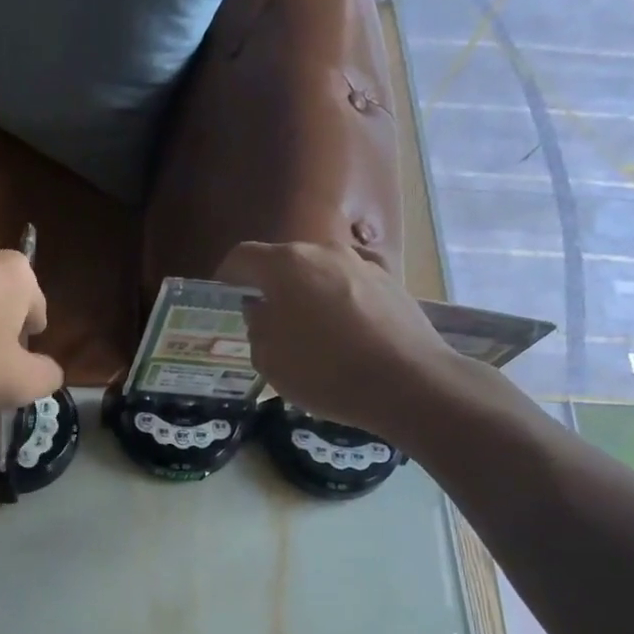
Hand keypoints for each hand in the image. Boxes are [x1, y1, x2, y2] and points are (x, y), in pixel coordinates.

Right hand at [216, 241, 463, 438]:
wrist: (408, 382)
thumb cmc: (324, 371)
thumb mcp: (268, 359)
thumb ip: (257, 327)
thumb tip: (262, 311)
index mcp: (284, 265)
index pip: (242, 258)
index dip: (226, 278)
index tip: (224, 301)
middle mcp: (323, 252)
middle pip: (283, 262)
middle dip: (268, 287)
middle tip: (265, 322)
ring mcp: (362, 264)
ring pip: (319, 273)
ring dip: (306, 294)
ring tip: (307, 331)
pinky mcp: (392, 282)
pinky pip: (350, 286)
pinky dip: (339, 301)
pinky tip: (345, 329)